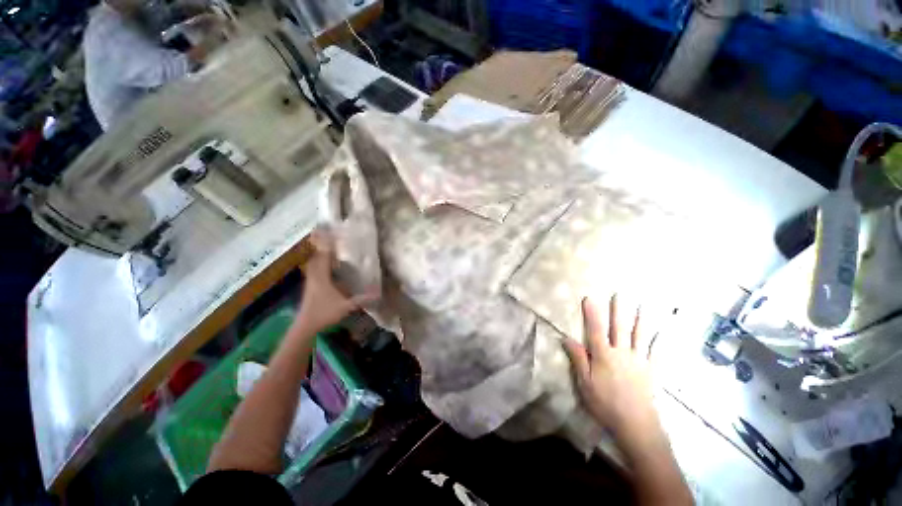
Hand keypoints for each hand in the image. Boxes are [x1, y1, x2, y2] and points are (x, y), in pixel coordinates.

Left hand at [295, 229, 375, 334]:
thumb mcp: (345, 306)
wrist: (305, 325)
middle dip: (321, 243)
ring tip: (328, 243)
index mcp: (321, 277)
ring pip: (314, 261)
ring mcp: (311, 279)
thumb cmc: (324, 313)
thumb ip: (361, 299)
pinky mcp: (311, 284)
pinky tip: (326, 262)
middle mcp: (314, 275)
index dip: (327, 242)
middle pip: (316, 254)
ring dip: (319, 251)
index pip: (324, 255)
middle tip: (328, 232)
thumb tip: (378, 294)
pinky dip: (319, 260)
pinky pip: (314, 267)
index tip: (331, 230)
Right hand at [563, 295, 660, 442]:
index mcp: (603, 355)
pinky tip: (663, 333)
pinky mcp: (651, 371)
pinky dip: (660, 342)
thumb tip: (566, 338)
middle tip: (620, 294)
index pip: (595, 330)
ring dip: (641, 320)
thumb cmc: (605, 403)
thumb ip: (578, 359)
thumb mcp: (584, 382)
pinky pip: (656, 353)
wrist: (635, 425)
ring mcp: (639, 361)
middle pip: (619, 328)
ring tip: (643, 306)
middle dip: (618, 310)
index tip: (589, 298)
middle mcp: (622, 353)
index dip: (592, 314)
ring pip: (640, 336)